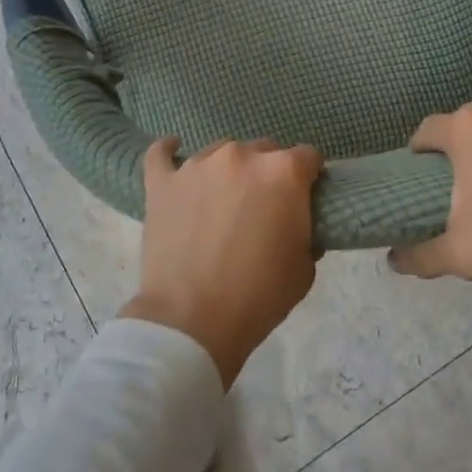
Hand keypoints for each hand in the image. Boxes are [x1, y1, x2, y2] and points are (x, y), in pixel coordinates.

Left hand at [121, 138, 323, 387]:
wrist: (193, 322)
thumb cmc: (259, 296)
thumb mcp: (305, 267)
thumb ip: (304, 228)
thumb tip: (293, 219)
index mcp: (283, 172)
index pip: (307, 157)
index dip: (309, 177)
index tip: (305, 196)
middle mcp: (241, 156)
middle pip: (264, 150)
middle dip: (268, 172)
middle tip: (262, 205)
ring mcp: (197, 165)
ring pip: (220, 152)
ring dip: (228, 170)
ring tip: (221, 200)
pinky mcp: (162, 182)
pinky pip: (161, 154)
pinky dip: (168, 152)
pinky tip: (173, 153)